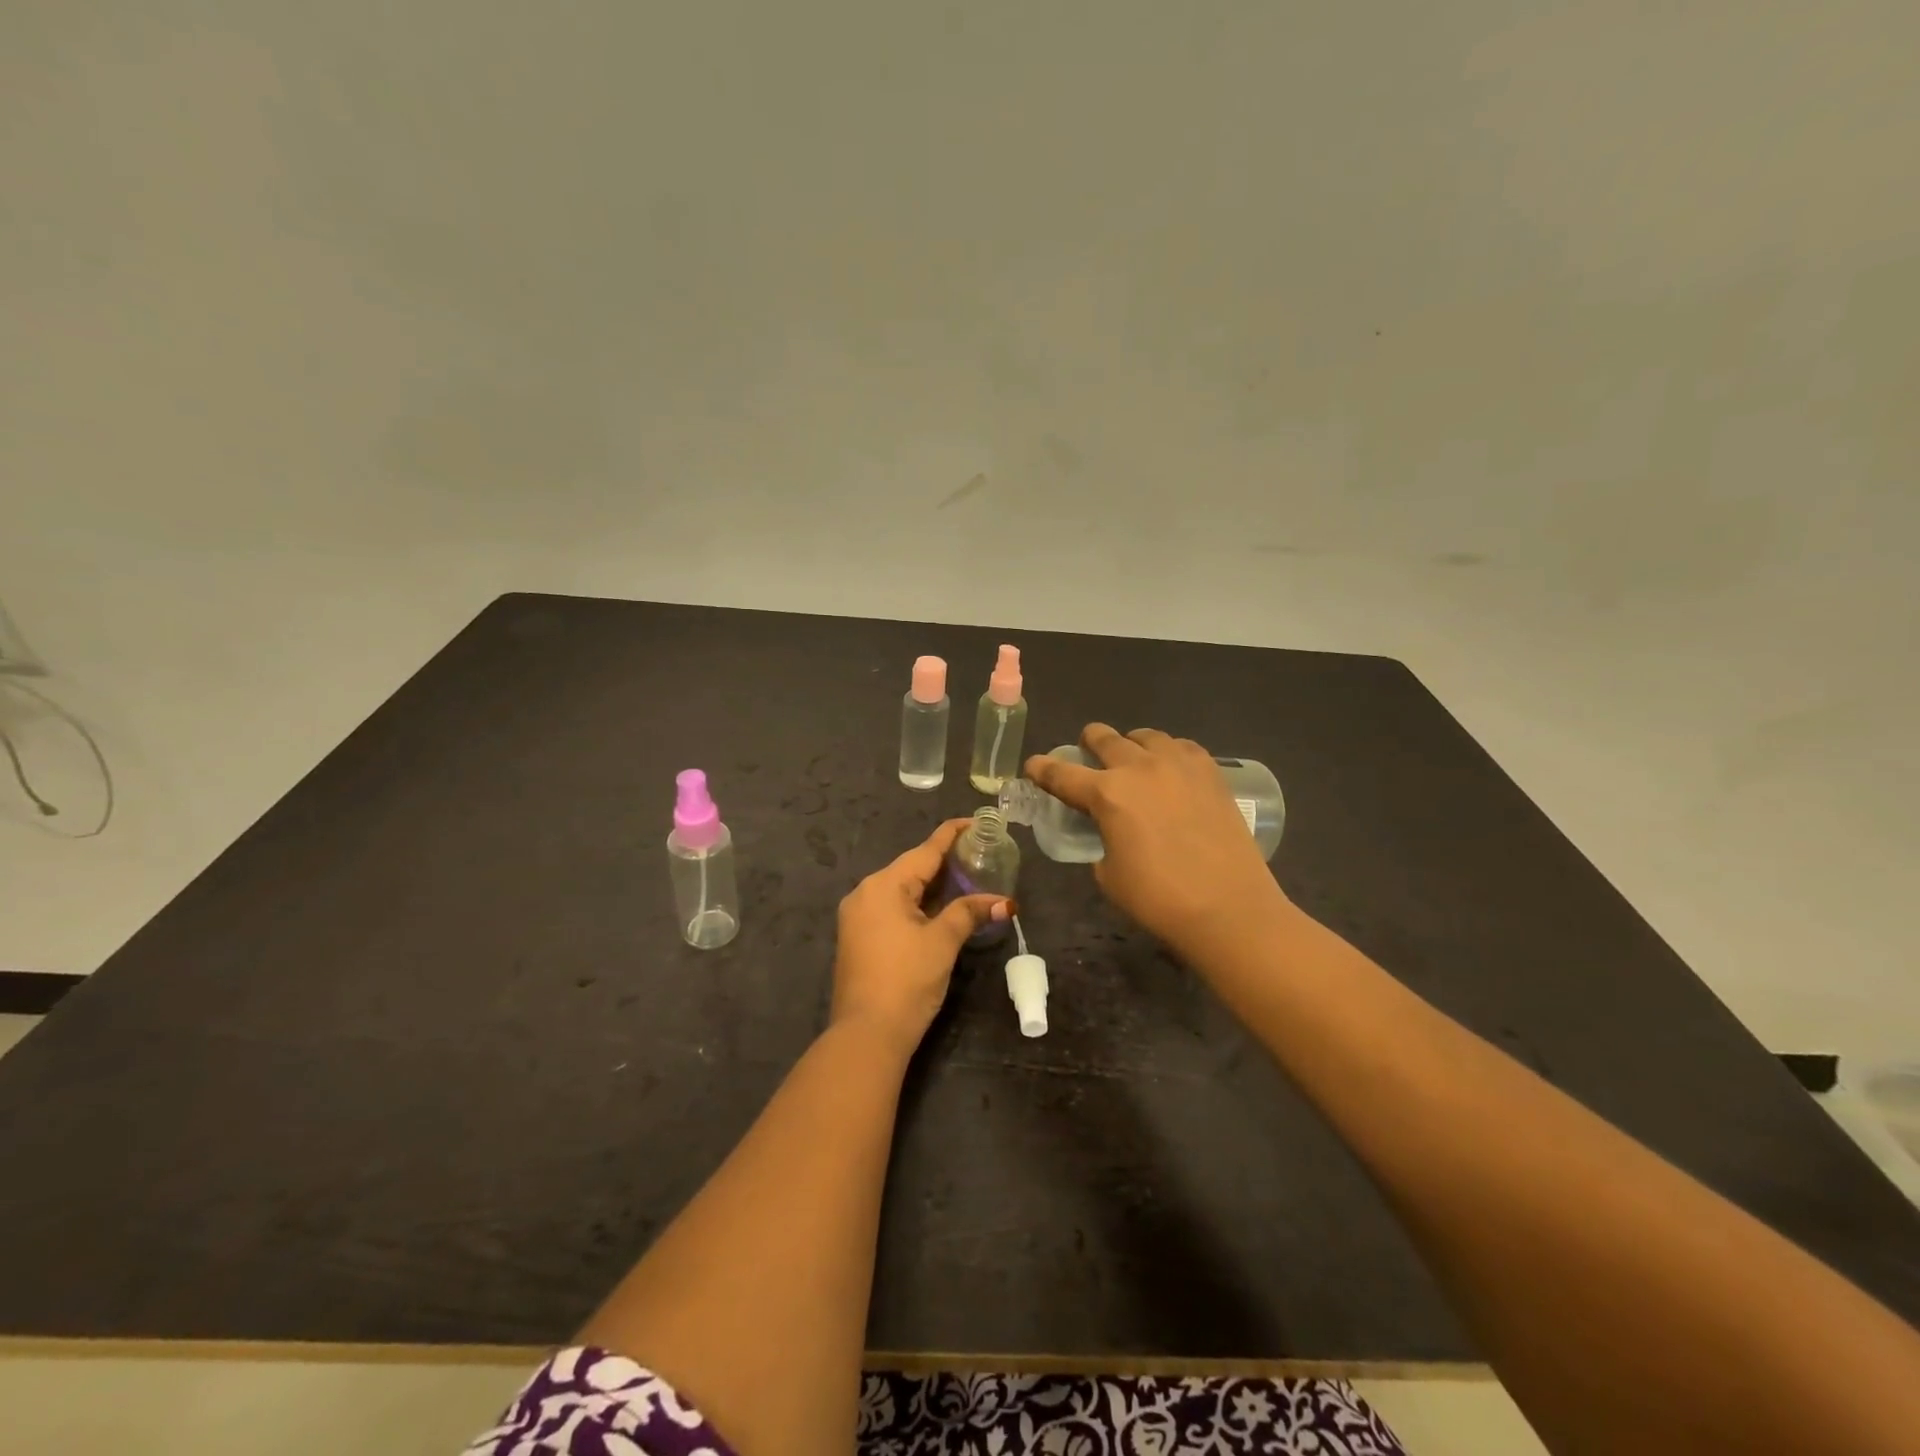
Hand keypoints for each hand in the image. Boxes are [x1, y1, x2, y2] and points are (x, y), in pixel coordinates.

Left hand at [831, 818, 1010, 1053]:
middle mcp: (865, 893)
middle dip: (944, 862)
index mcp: (883, 885)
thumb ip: (969, 913)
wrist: (866, 1035)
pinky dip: (917, 903)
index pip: (925, 851)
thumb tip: (1004, 902)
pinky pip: (891, 908)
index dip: (951, 835)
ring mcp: (857, 917)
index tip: (974, 821)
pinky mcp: (858, 938)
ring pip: (901, 889)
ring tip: (964, 877)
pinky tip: (938, 907)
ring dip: (931, 885)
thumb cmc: (906, 980)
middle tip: (978, 854)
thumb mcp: (942, 942)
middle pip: (910, 868)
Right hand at [1025, 725, 1289, 958]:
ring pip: (1145, 735)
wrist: (1229, 908)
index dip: (1041, 769)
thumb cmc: (1159, 899)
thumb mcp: (1109, 875)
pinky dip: (1168, 752)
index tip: (1033, 766)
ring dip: (1130, 744)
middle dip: (1088, 743)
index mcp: (1107, 794)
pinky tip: (1171, 769)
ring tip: (1133, 760)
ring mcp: (1179, 764)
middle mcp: (1139, 768)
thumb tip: (1110, 831)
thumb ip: (1101, 841)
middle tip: (1086, 754)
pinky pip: (1181, 746)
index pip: (1061, 774)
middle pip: (1103, 737)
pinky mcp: (1210, 772)